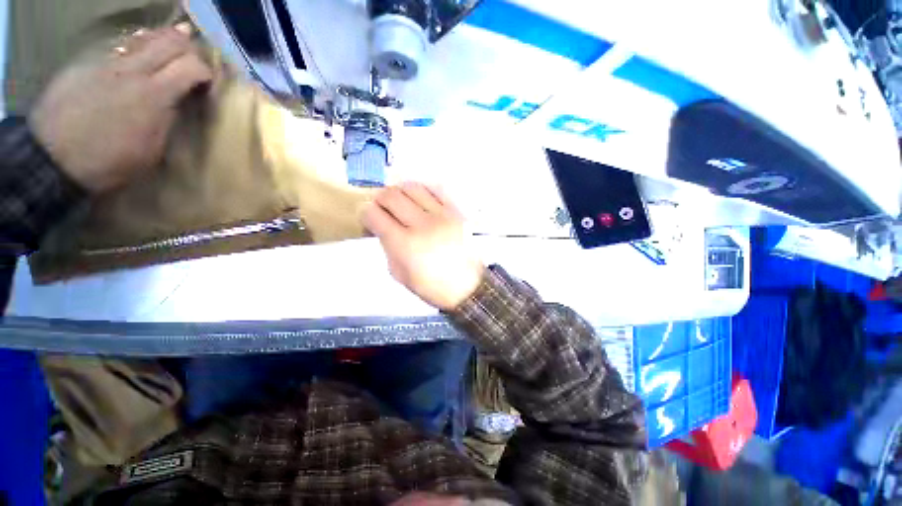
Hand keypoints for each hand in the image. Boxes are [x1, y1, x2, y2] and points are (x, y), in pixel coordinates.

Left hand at [28, 23, 212, 192]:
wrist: (54, 159)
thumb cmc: (110, 162)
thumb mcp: (153, 149)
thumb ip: (169, 118)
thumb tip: (179, 100)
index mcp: (154, 95)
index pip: (191, 66)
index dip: (206, 72)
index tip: (208, 84)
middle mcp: (132, 71)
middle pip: (170, 42)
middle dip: (188, 48)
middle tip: (194, 60)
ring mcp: (107, 65)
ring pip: (144, 39)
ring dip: (162, 42)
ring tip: (171, 49)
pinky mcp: (88, 65)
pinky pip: (120, 49)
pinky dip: (136, 48)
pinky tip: (139, 55)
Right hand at [363, 183, 484, 310]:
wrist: (468, 287)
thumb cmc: (432, 287)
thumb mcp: (400, 274)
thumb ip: (388, 246)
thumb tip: (383, 227)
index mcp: (404, 244)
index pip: (374, 214)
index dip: (365, 213)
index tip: (369, 218)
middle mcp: (422, 224)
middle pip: (391, 195)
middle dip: (380, 199)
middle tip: (383, 209)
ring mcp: (442, 215)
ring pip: (412, 187)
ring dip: (400, 191)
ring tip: (401, 203)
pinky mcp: (457, 212)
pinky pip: (436, 188)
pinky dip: (423, 190)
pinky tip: (420, 199)